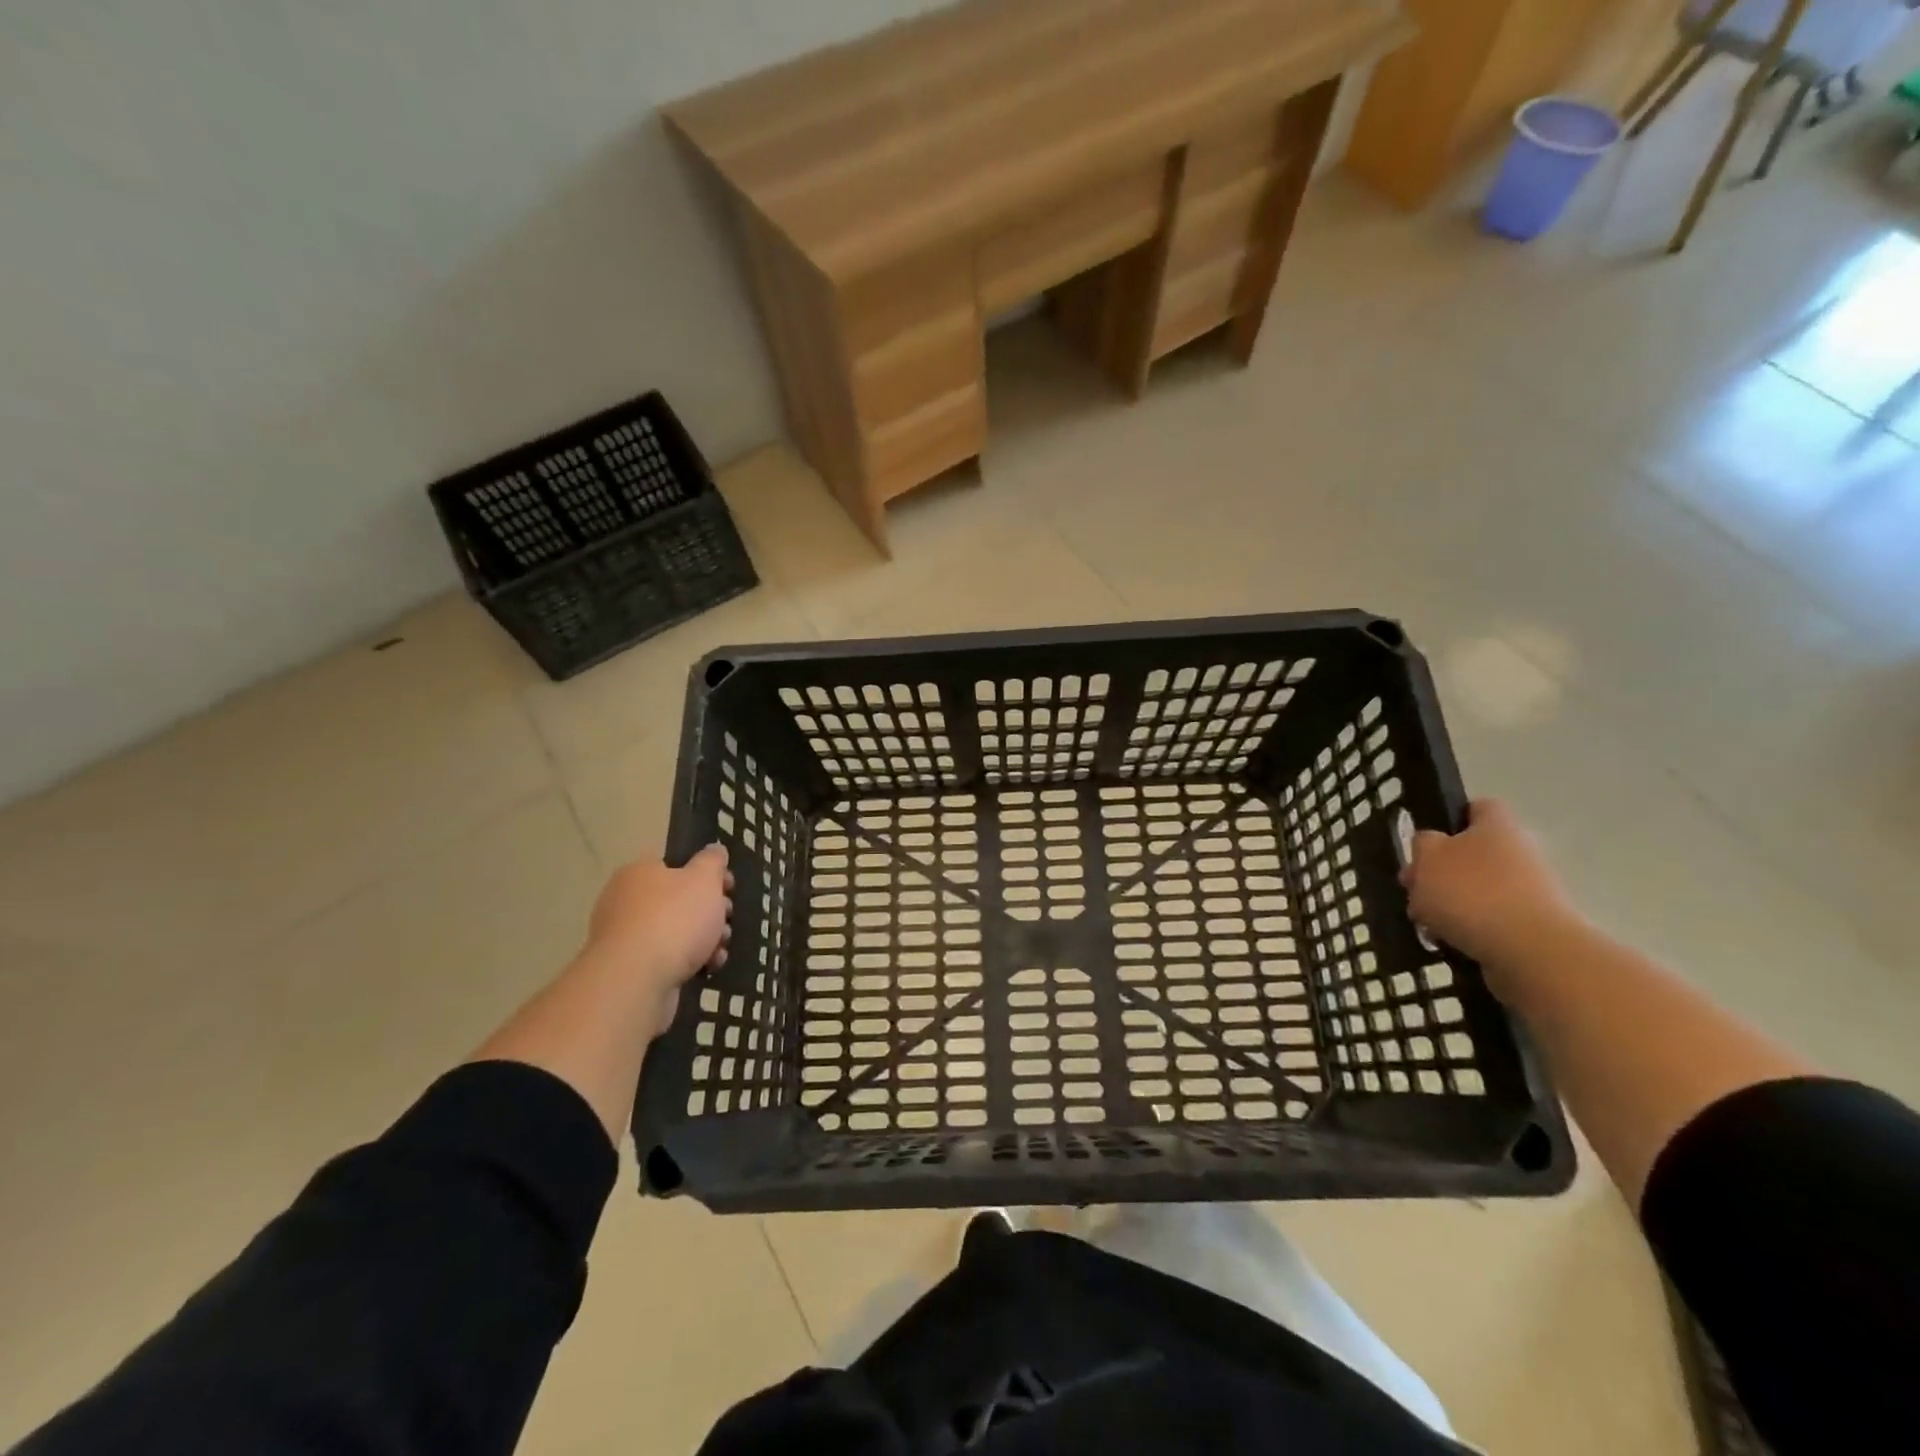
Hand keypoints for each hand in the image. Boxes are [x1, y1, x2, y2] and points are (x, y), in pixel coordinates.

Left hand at [579, 844, 732, 1037]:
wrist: (637, 981)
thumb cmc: (674, 919)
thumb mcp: (704, 879)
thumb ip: (712, 861)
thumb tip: (715, 849)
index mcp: (639, 872)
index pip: (674, 864)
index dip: (706, 873)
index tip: (728, 887)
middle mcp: (625, 901)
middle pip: (678, 900)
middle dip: (710, 910)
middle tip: (727, 918)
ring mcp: (625, 938)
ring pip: (676, 931)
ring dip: (705, 939)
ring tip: (720, 949)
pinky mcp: (630, 970)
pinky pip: (667, 959)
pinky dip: (689, 962)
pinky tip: (707, 968)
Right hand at [1399, 800, 1581, 978]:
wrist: (1531, 952)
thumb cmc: (1472, 892)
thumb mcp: (1428, 858)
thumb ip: (1423, 844)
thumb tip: (1430, 844)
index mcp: (1498, 825)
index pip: (1476, 808)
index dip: (1449, 820)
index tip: (1424, 842)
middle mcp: (1520, 852)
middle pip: (1472, 853)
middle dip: (1441, 871)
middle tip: (1414, 889)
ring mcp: (1531, 891)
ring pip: (1478, 889)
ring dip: (1450, 903)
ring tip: (1425, 922)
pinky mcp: (1532, 927)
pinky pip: (1489, 921)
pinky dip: (1468, 929)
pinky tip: (1447, 942)